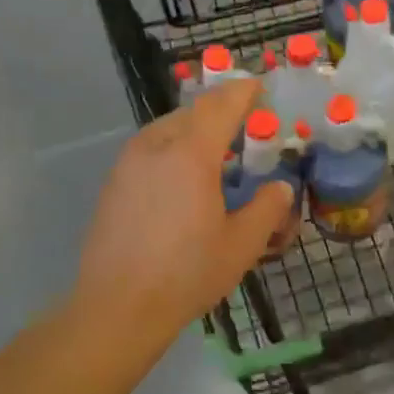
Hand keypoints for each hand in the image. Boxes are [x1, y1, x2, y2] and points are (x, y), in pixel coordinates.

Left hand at [73, 78, 295, 348]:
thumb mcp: (242, 244)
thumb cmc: (186, 273)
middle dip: (220, 112)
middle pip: (192, 113)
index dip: (242, 91)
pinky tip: (183, 181)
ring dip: (194, 131)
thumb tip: (280, 188)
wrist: (117, 307)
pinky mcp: (113, 184)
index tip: (259, 86)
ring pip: (167, 129)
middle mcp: (155, 147)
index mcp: (190, 153)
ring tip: (215, 154)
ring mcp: (128, 164)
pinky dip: (173, 150)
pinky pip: (150, 150)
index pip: (221, 104)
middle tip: (244, 127)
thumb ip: (267, 208)